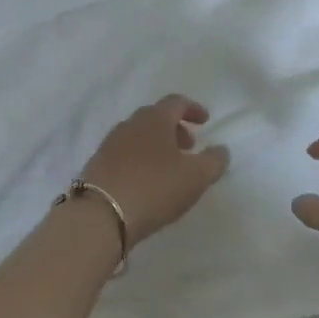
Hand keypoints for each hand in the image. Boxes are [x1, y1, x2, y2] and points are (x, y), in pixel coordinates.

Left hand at [78, 95, 228, 247]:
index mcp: (155, 119)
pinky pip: (124, 154)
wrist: (99, 215)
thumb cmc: (154, 188)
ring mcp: (110, 144)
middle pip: (155, 117)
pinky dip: (139, 159)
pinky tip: (144, 182)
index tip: (205, 121)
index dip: (193, 109)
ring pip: (138, 135)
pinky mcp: (97, 165)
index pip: (176, 102)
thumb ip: (214, 161)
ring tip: (168, 168)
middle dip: (175, 128)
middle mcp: (130, 124)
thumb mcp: (195, 177)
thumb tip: (222, 150)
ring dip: (156, 145)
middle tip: (189, 147)